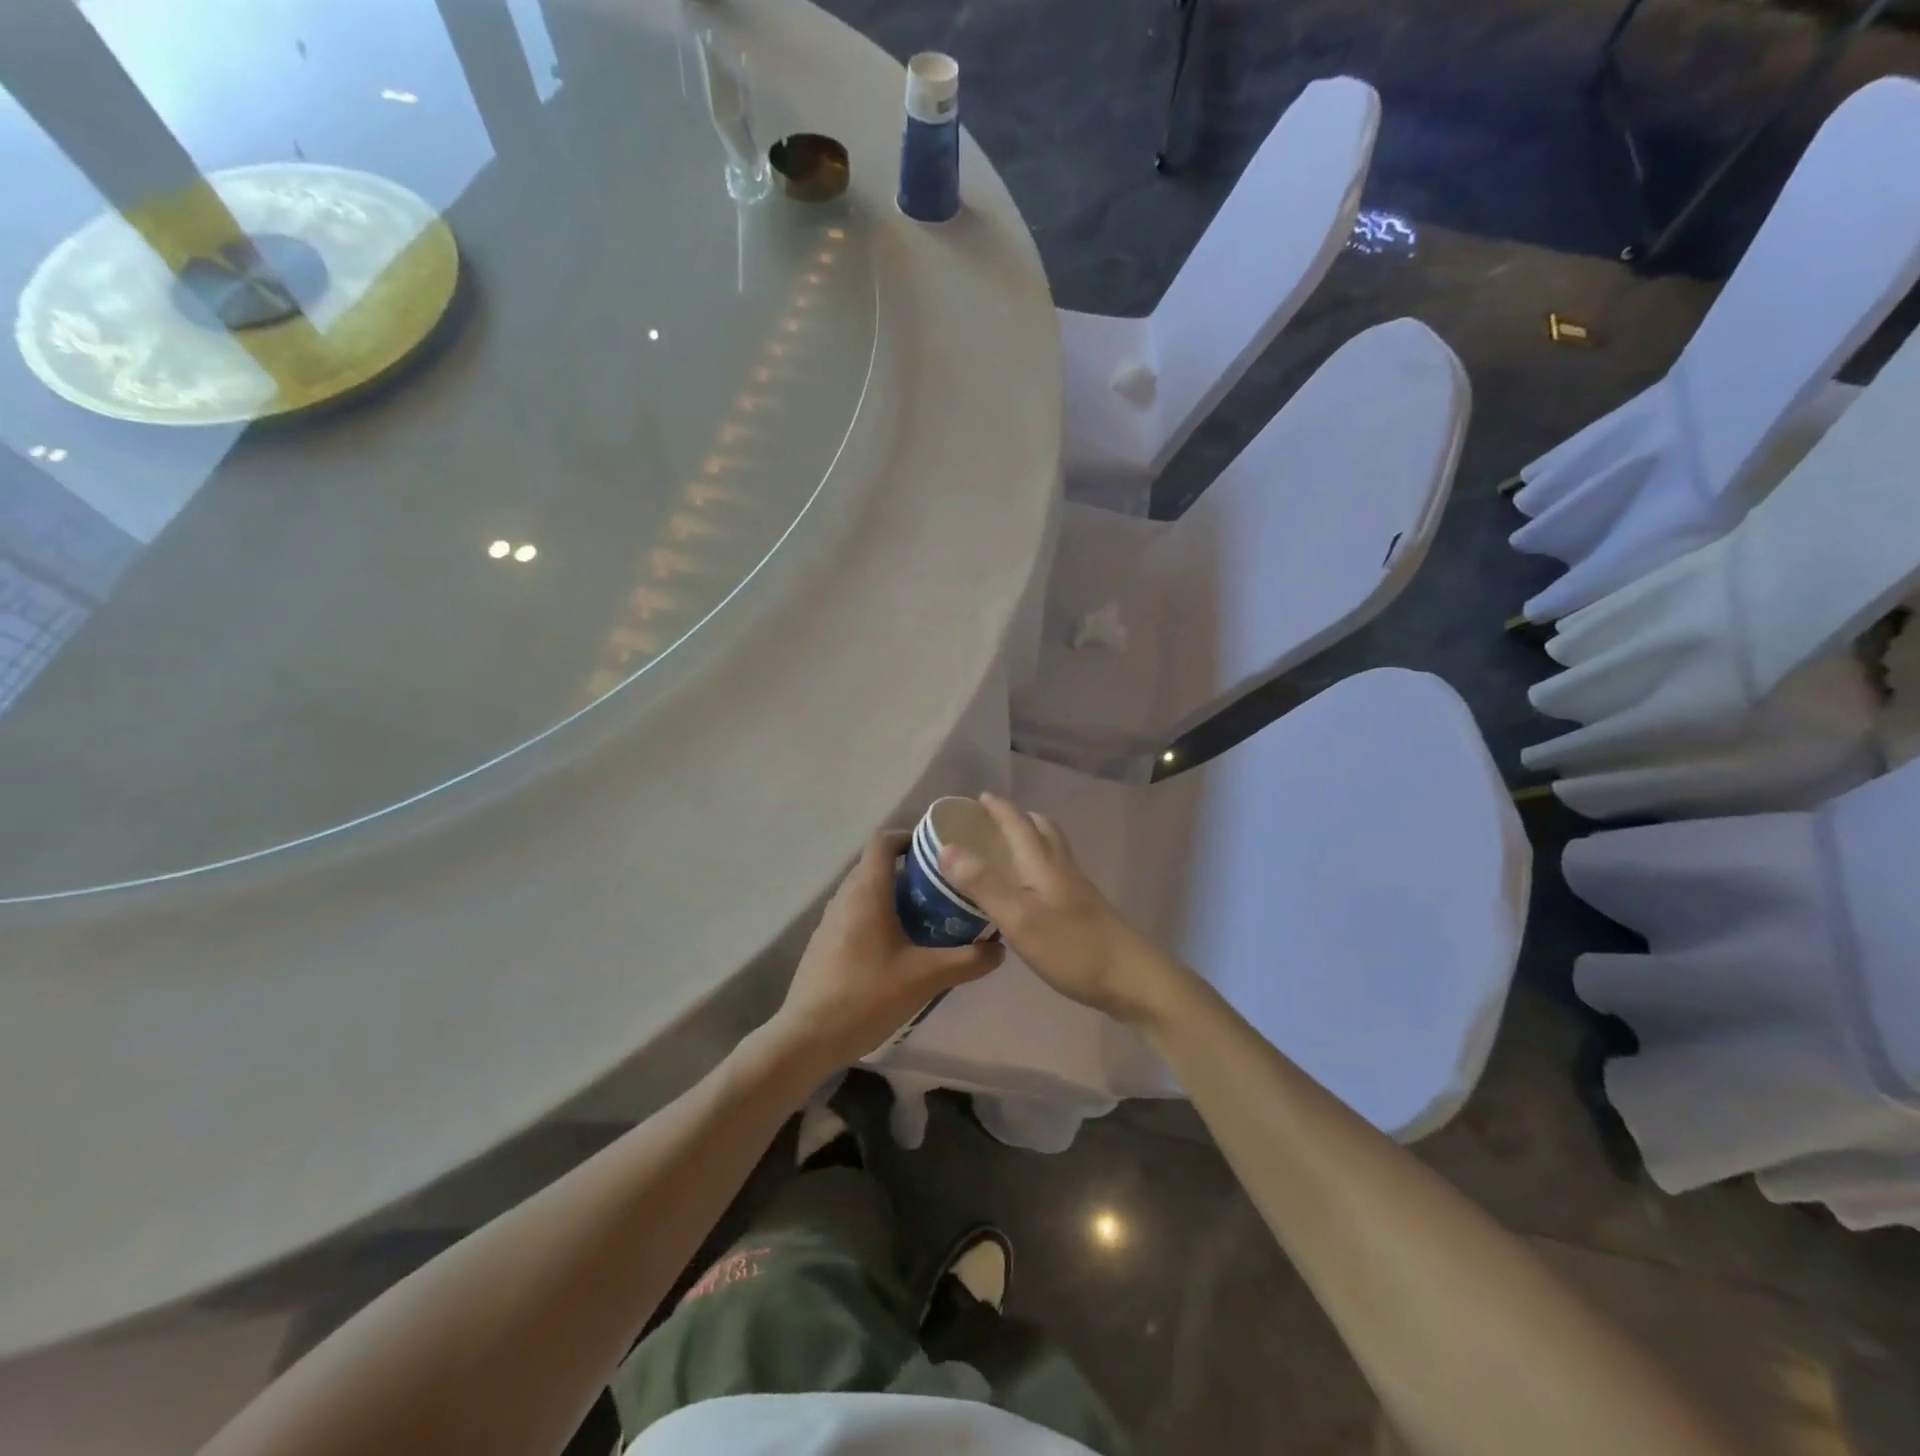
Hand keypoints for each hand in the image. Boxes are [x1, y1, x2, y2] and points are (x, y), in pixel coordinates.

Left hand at [768, 831, 1002, 1072]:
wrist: (808, 1037)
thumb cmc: (867, 995)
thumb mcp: (926, 978)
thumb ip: (967, 960)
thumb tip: (999, 948)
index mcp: (867, 892)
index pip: (883, 841)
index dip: (908, 836)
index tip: (936, 850)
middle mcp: (845, 897)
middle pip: (875, 864)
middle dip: (909, 868)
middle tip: (942, 885)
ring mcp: (830, 921)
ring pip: (865, 891)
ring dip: (893, 894)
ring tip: (927, 914)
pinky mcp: (824, 943)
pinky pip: (855, 913)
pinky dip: (878, 915)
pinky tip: (899, 946)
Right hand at [937, 793, 1183, 1026]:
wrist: (1131, 978)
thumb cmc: (1072, 948)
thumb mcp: (1019, 918)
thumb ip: (984, 884)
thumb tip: (946, 848)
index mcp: (1043, 864)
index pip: (1019, 824)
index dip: (999, 808)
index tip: (979, 798)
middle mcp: (1062, 868)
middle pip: (1043, 830)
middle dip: (1019, 819)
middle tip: (993, 823)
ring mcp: (1077, 889)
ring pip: (1052, 850)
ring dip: (1031, 840)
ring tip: (1008, 852)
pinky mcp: (1085, 909)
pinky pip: (1056, 872)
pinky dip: (1038, 866)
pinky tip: (1029, 892)